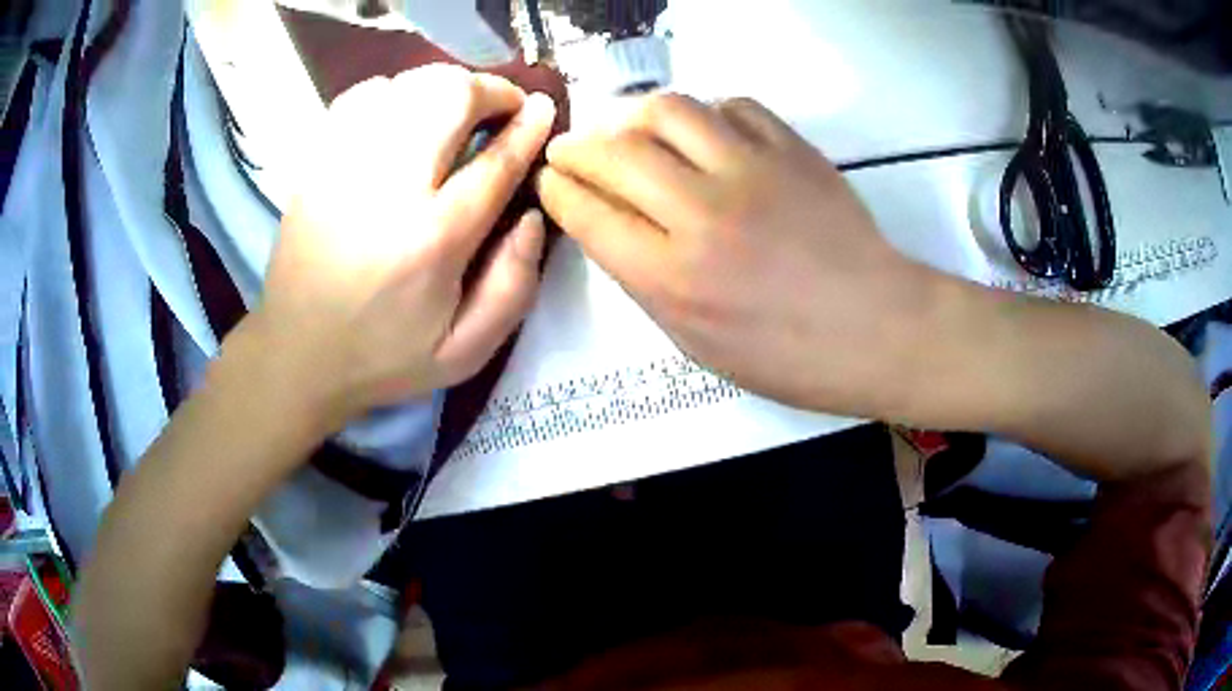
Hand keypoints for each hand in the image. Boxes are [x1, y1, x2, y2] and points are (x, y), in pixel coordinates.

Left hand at [252, 64, 556, 429]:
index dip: (528, 126)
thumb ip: (514, 286)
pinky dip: (394, 92)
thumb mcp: (465, 351)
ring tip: (455, 110)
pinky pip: (361, 96)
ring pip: (407, 85)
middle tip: (502, 107)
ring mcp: (344, 166)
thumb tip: (532, 215)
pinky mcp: (316, 161)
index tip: (544, 108)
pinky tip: (402, 116)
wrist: (296, 353)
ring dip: (444, 88)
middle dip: (489, 90)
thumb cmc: (383, 356)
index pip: (495, 160)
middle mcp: (388, 187)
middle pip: (449, 98)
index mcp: (433, 238)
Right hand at [537, 95, 932, 413]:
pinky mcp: (792, 149)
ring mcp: (752, 171)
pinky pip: (731, 106)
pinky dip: (705, 115)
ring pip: (668, 110)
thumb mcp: (698, 343)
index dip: (559, 190)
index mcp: (674, 279)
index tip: (551, 180)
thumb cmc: (788, 356)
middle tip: (571, 150)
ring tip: (630, 132)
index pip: (590, 213)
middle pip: (616, 152)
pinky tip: (704, 134)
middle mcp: (704, 214)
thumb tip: (611, 225)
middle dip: (577, 147)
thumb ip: (646, 281)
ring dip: (633, 117)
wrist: (877, 328)